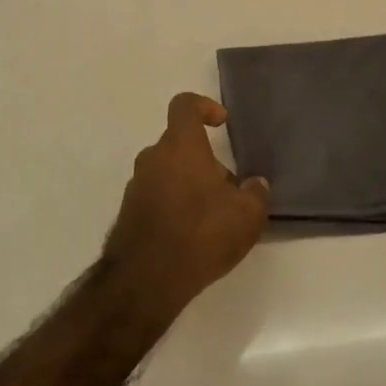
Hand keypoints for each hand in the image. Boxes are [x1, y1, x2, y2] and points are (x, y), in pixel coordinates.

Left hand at [105, 92, 269, 318]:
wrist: (146, 280)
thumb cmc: (201, 233)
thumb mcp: (247, 215)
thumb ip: (256, 193)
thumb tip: (255, 184)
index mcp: (180, 146)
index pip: (185, 105)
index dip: (204, 106)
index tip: (222, 123)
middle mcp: (153, 158)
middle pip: (180, 143)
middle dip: (205, 160)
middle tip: (229, 189)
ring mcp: (136, 185)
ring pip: (168, 171)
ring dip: (190, 183)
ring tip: (213, 217)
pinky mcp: (129, 212)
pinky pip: (157, 195)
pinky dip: (174, 204)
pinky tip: (192, 234)